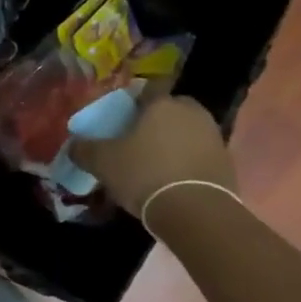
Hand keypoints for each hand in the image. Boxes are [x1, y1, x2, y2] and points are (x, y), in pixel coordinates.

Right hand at [69, 94, 236, 217]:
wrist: (196, 212)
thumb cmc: (145, 174)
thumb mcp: (103, 162)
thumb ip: (84, 149)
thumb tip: (73, 145)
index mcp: (163, 104)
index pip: (149, 89)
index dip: (135, 100)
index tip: (123, 116)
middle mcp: (192, 113)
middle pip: (171, 109)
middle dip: (157, 120)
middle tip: (138, 139)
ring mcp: (214, 137)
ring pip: (188, 131)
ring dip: (174, 142)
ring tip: (154, 163)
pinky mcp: (227, 163)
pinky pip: (200, 154)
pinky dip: (187, 162)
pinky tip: (172, 180)